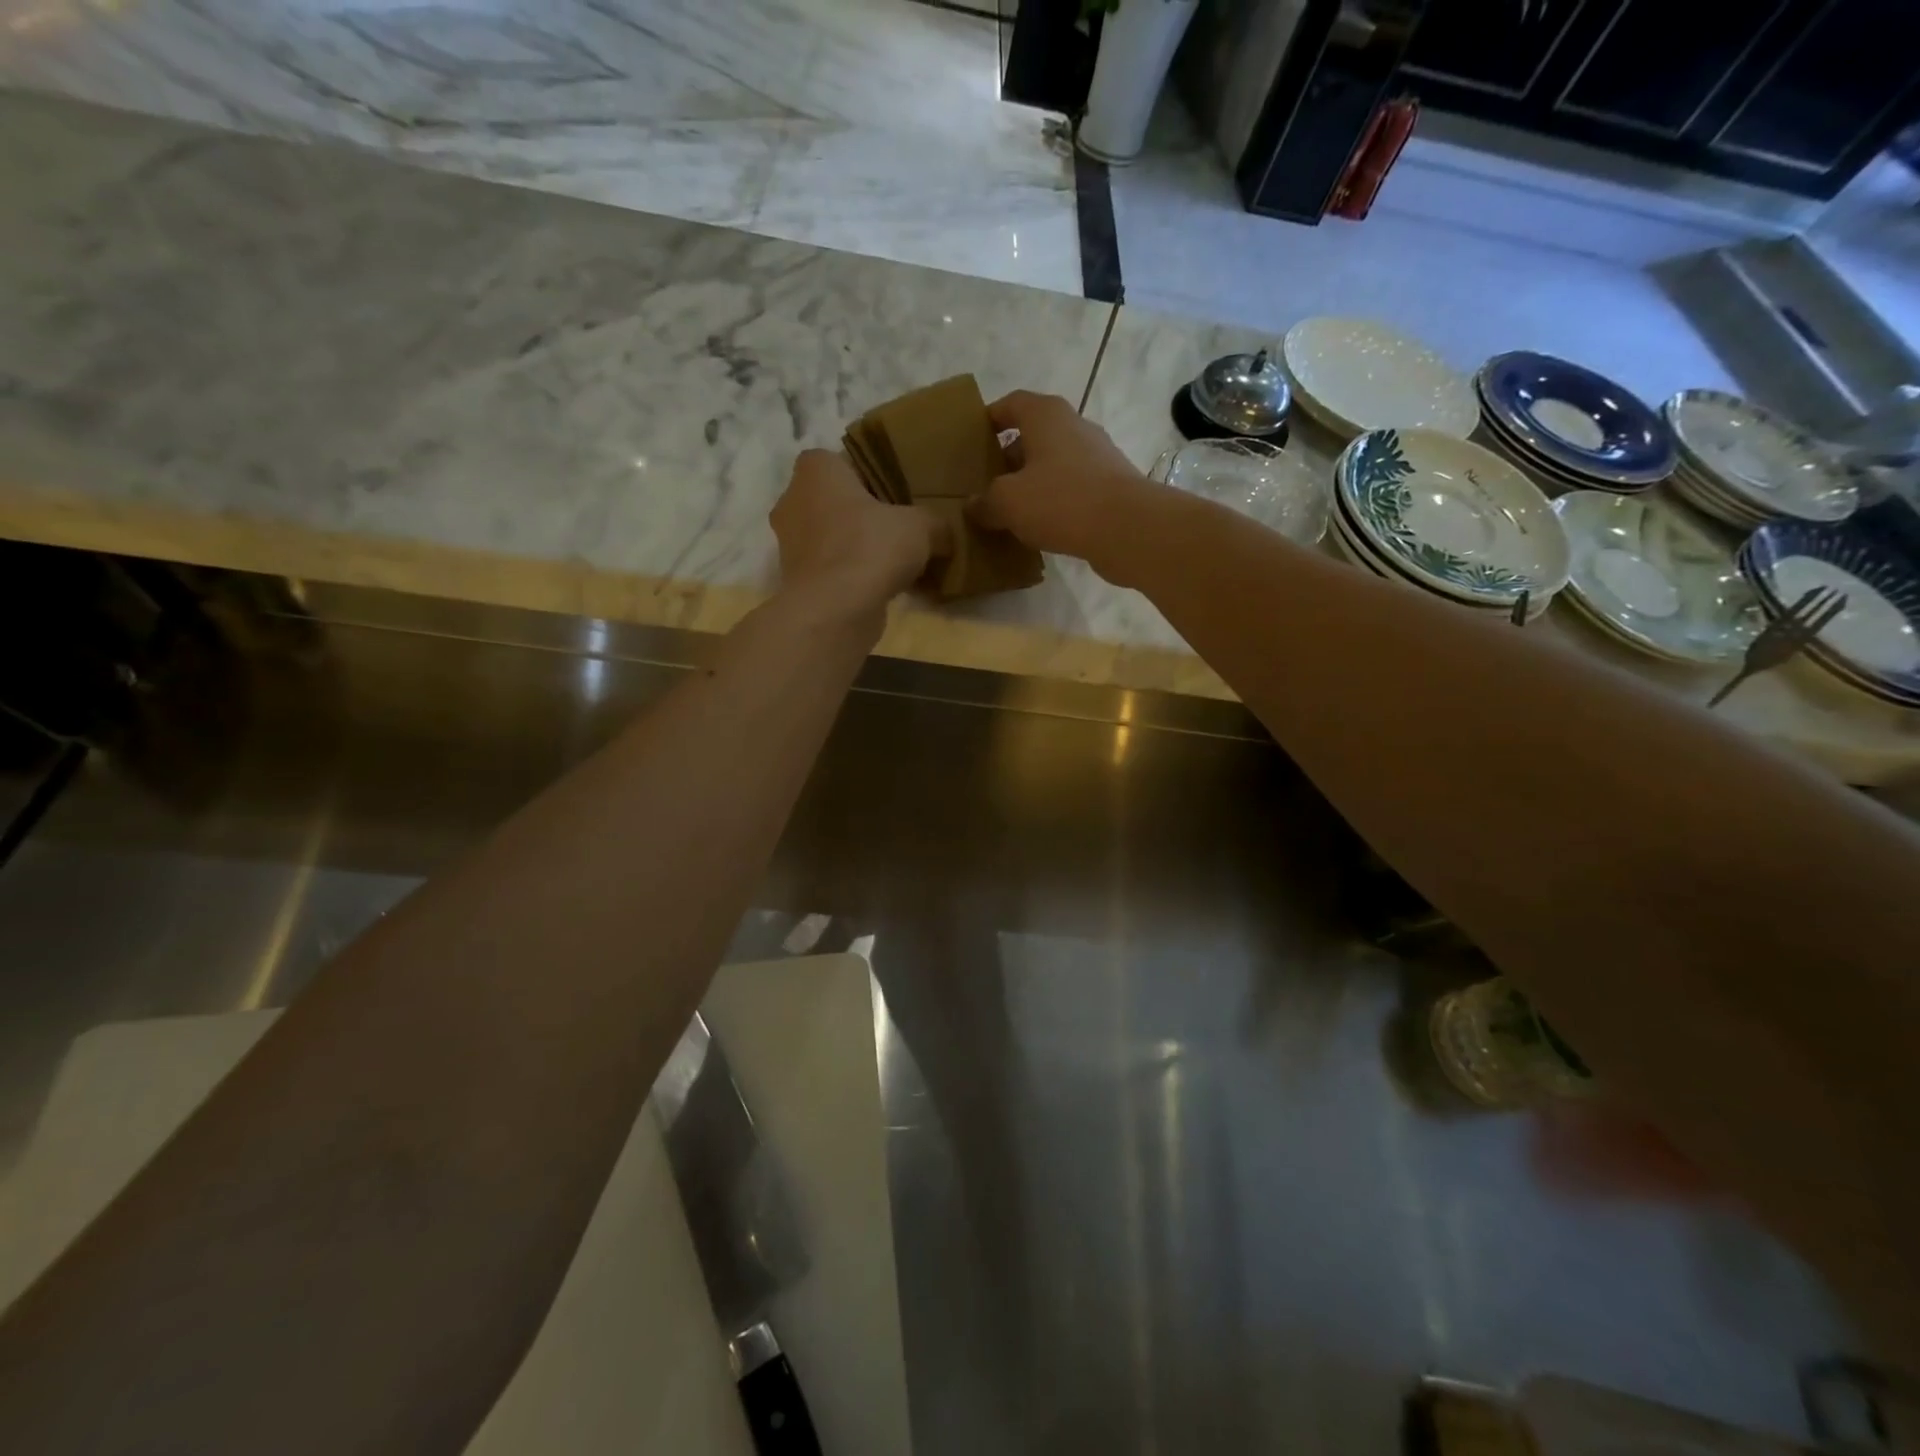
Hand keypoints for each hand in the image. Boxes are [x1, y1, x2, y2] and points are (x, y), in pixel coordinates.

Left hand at [771, 449, 949, 616]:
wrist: (834, 610)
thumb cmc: (870, 547)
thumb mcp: (921, 526)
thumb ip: (934, 522)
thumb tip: (944, 533)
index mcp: (816, 470)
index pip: (840, 460)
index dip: (868, 474)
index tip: (894, 493)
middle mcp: (793, 501)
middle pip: (834, 500)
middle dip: (862, 514)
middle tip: (898, 527)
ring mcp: (789, 544)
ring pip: (831, 536)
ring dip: (857, 547)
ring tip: (894, 561)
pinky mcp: (796, 580)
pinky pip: (831, 568)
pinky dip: (851, 575)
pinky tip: (882, 587)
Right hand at [968, 390, 1172, 579]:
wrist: (1127, 528)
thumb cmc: (1061, 500)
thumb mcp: (1007, 502)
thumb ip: (985, 502)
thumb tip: (973, 505)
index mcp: (1046, 415)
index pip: (1011, 403)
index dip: (989, 418)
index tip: (972, 440)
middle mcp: (1074, 426)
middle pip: (1033, 434)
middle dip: (1008, 456)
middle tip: (985, 483)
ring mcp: (1097, 455)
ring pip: (1053, 463)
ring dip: (1032, 482)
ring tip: (1010, 508)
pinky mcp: (1111, 485)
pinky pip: (1072, 488)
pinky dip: (1054, 501)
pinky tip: (1041, 526)